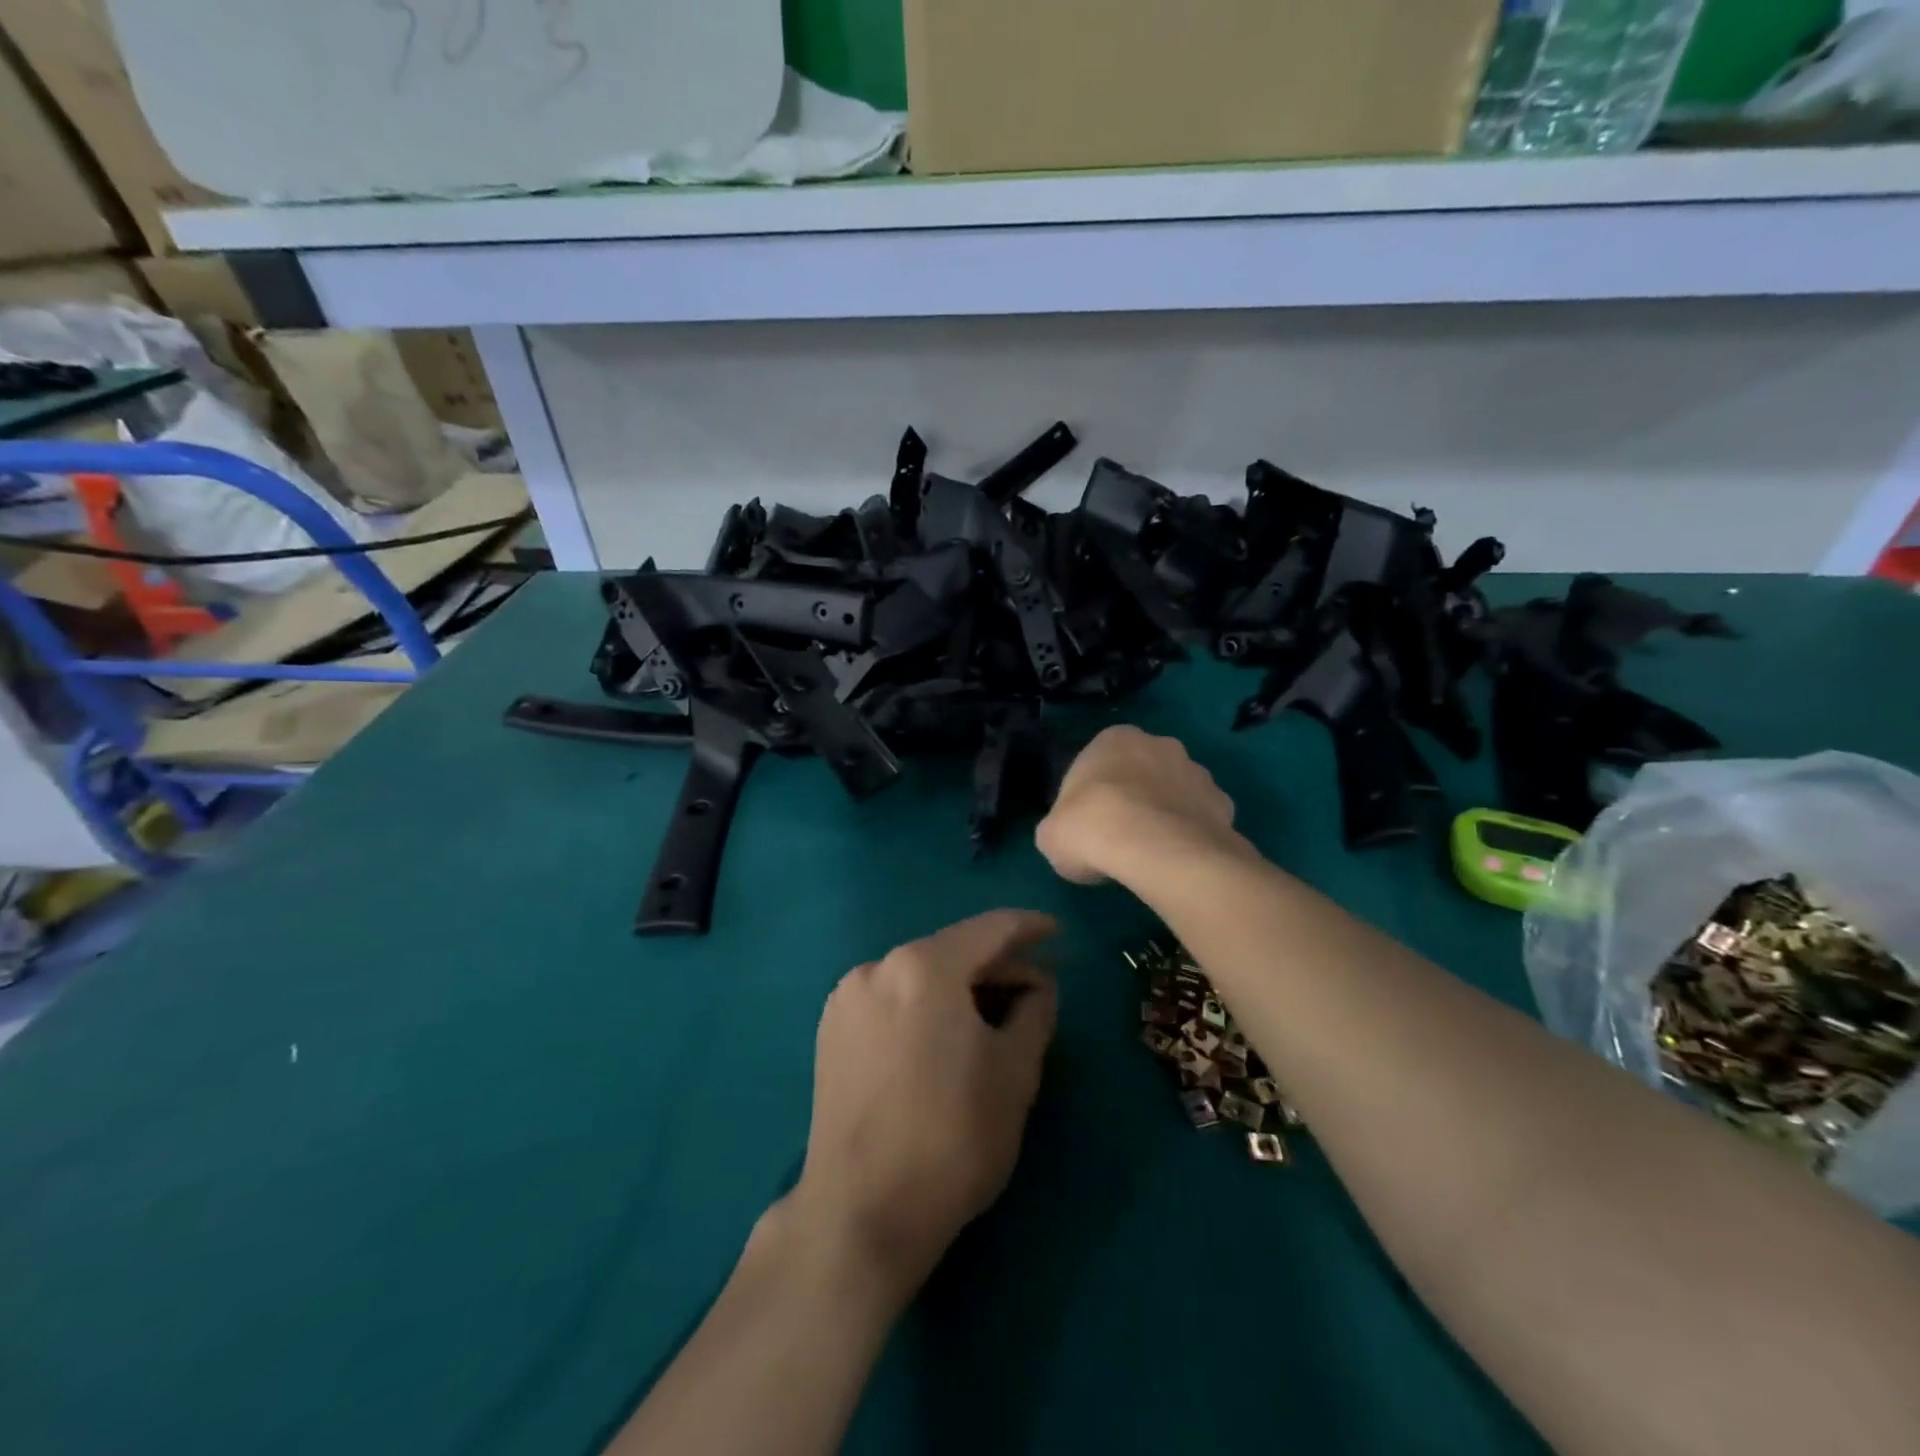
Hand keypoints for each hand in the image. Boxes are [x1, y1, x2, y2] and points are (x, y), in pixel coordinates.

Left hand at [787, 910, 1059, 1302]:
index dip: (1029, 928)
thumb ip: (1035, 1010)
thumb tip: (1038, 984)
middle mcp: (878, 966)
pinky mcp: (831, 1030)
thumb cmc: (953, 1137)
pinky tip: (944, 1038)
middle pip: (951, 950)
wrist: (862, 1212)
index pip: (990, 929)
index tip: (1057, 933)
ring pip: (920, 974)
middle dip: (997, 966)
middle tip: (1035, 993)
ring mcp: (848, 997)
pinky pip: (892, 998)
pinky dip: (925, 1005)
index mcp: (923, 966)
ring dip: (961, 987)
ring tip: (993, 1019)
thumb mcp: (1016, 1072)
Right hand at [1036, 725, 1240, 884]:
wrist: (1156, 850)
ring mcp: (1198, 772)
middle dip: (1133, 798)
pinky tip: (1178, 862)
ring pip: (1175, 793)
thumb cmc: (1092, 828)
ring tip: (1150, 855)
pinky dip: (1191, 837)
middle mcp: (1160, 744)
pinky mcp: (1225, 805)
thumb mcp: (1051, 834)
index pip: (1097, 763)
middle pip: (1141, 772)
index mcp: (1114, 738)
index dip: (1089, 797)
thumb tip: (1070, 838)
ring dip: (1165, 815)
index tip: (1086, 826)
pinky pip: (1201, 820)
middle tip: (1118, 838)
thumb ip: (1062, 827)